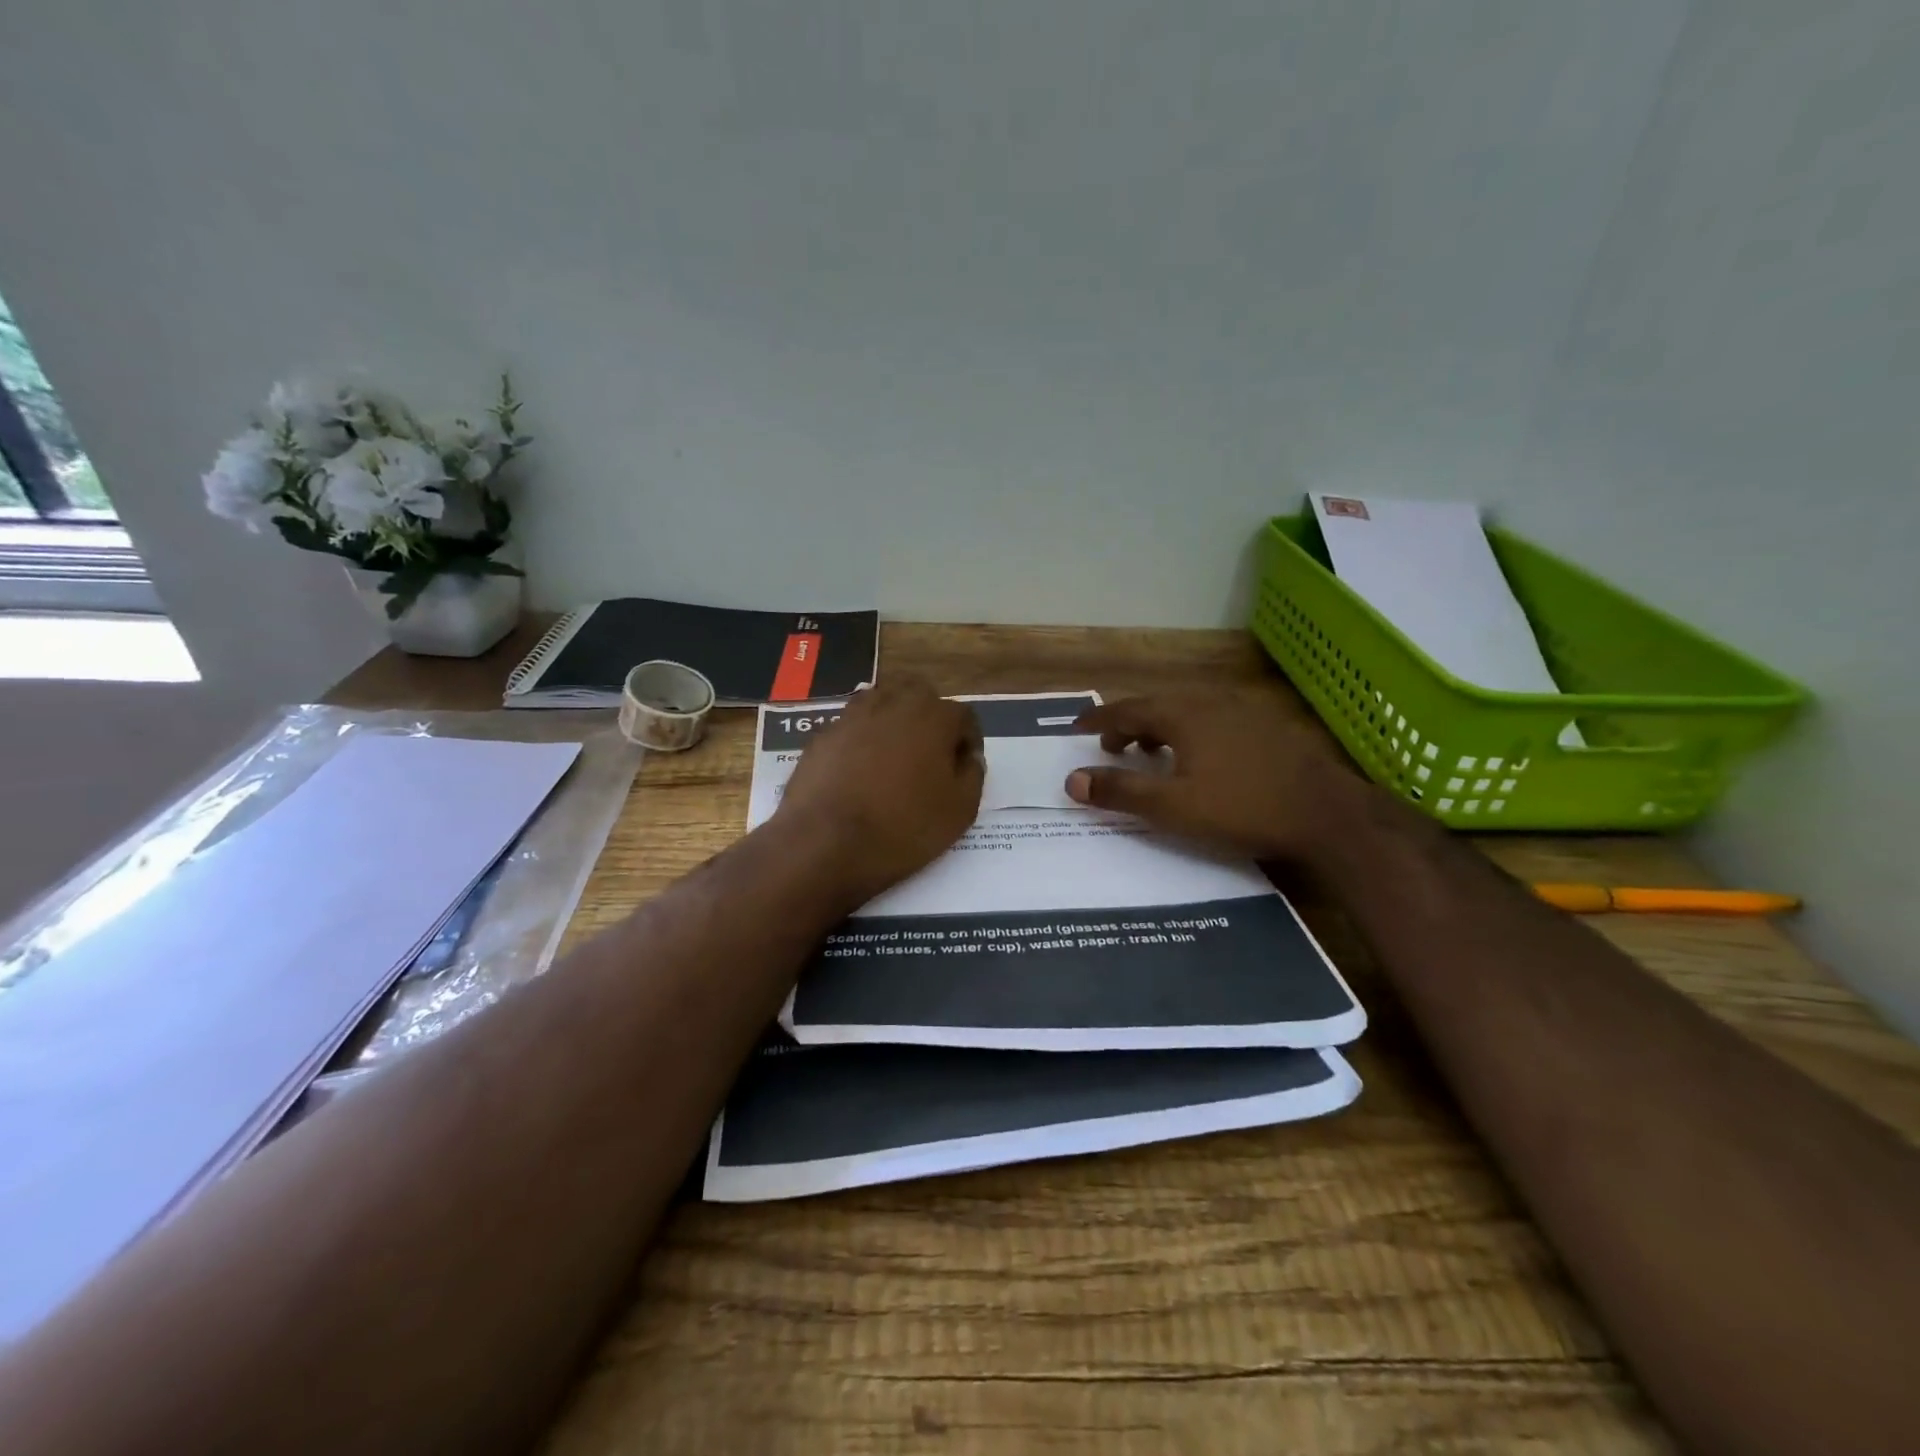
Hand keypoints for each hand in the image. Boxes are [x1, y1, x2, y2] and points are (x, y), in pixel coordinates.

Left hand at [774, 681, 983, 907]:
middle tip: (931, 755)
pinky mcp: (824, 734)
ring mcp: (853, 715)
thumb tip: (968, 758)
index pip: (963, 716)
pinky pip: (853, 726)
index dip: (968, 741)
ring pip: (883, 702)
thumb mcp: (960, 811)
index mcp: (933, 717)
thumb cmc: (902, 827)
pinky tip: (860, 770)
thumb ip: (972, 775)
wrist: (824, 842)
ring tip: (895, 757)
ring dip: (895, 721)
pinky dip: (863, 739)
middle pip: (921, 696)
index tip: (964, 768)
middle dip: (931, 719)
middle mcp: (894, 703)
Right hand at [1064, 689, 1371, 863]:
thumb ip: (1121, 792)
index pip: (1127, 710)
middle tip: (1110, 747)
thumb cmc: (1242, 809)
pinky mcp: (1267, 727)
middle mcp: (1210, 702)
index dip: (1099, 720)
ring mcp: (1243, 712)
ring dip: (1160, 728)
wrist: (1327, 814)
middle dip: (1128, 724)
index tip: (1077, 728)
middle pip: (1157, 705)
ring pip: (1187, 711)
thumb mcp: (1172, 807)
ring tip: (1151, 754)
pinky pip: (1213, 720)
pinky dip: (1190, 732)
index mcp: (1183, 714)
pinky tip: (1201, 759)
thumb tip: (1072, 780)